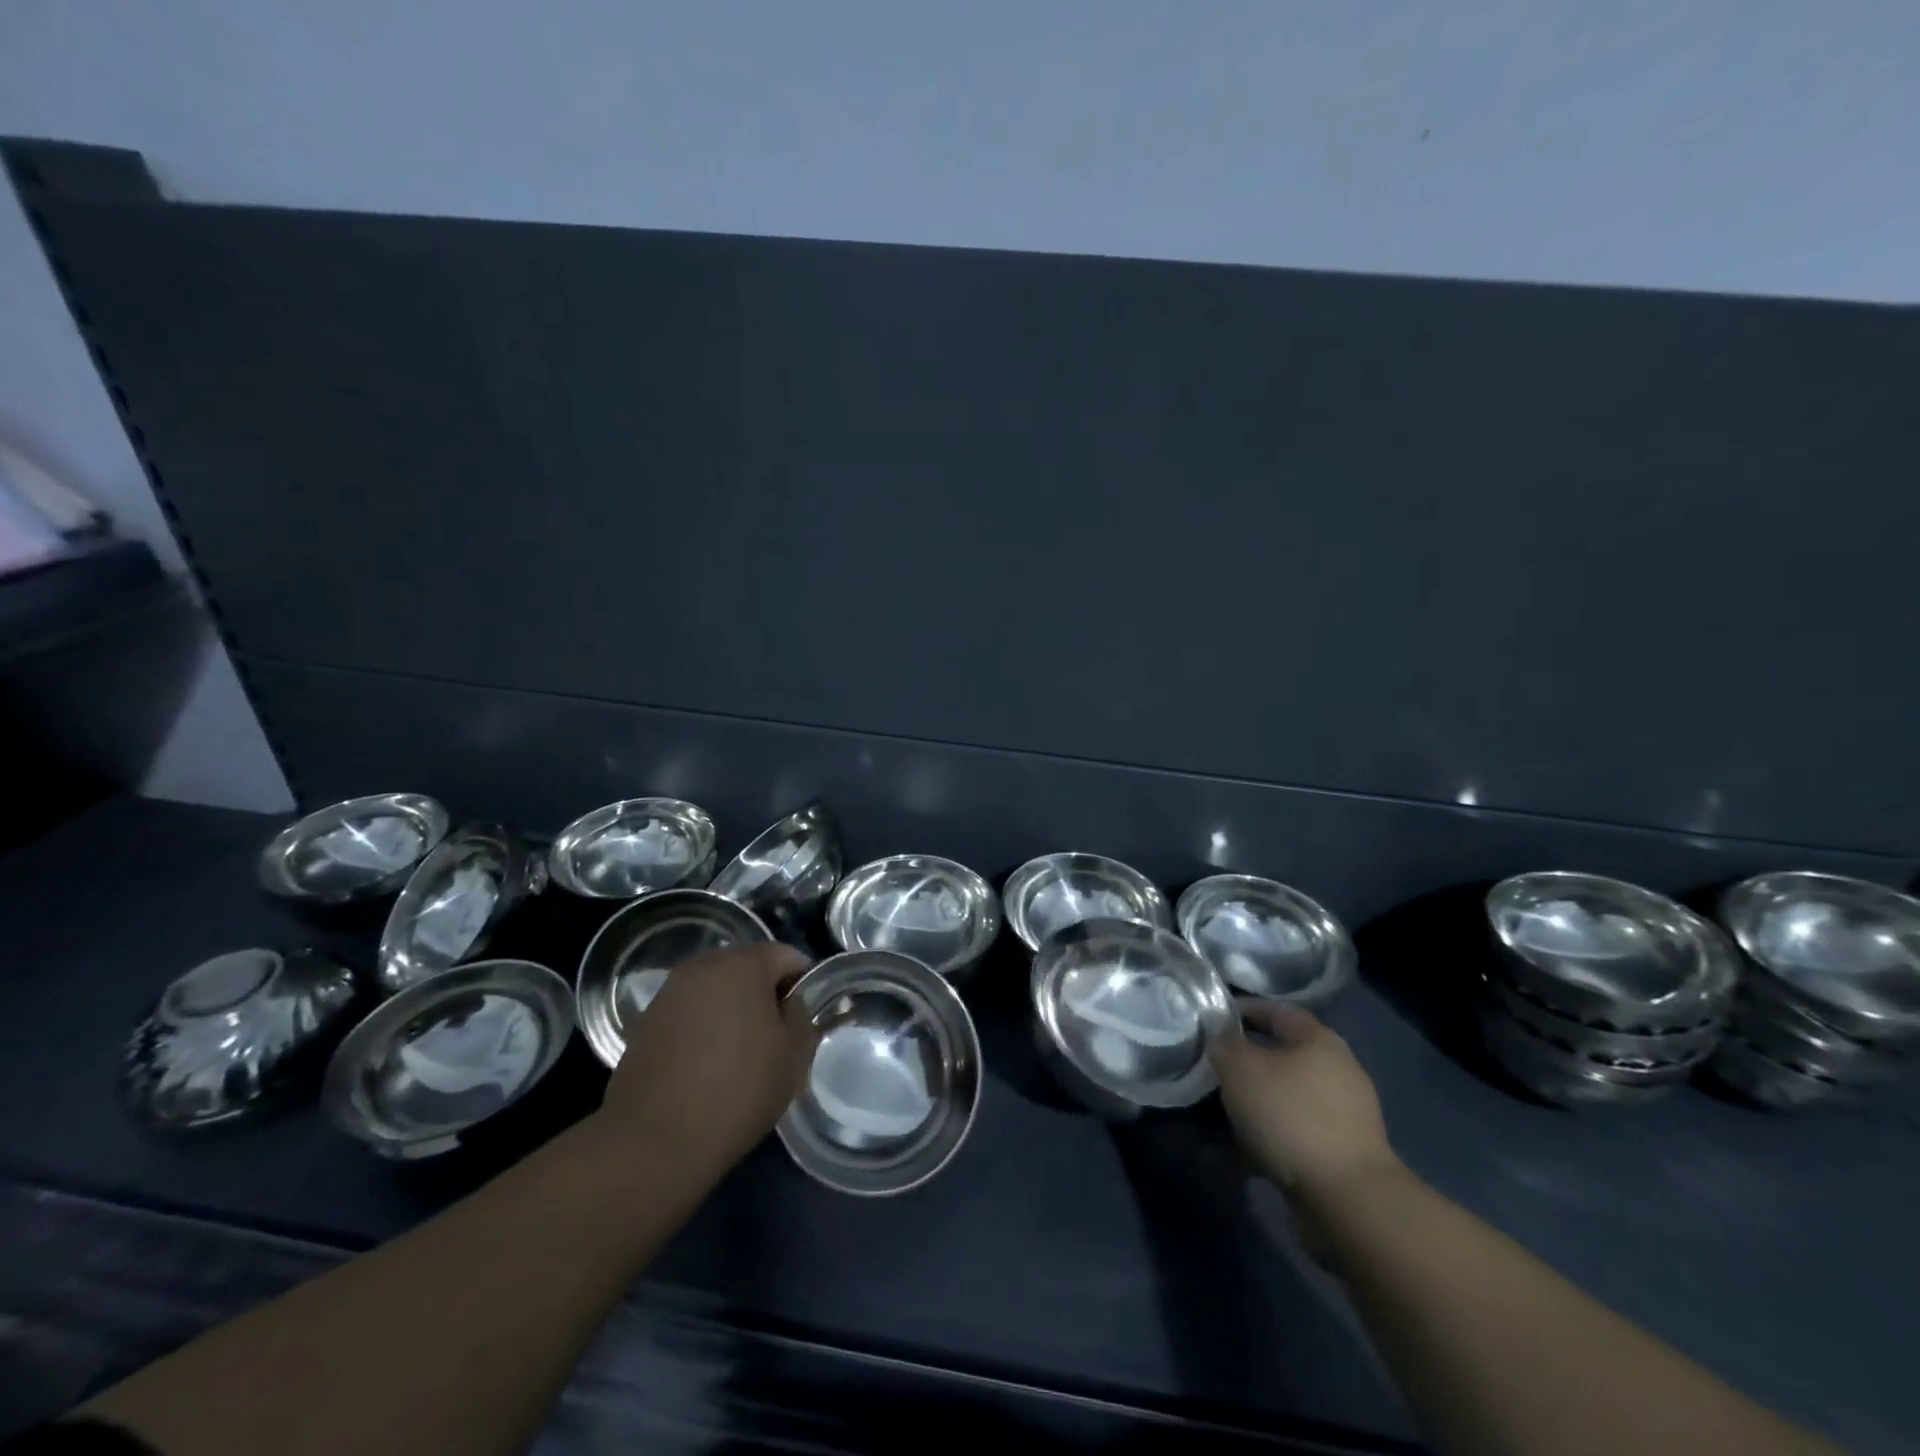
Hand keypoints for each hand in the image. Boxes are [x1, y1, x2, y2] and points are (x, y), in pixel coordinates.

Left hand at [601, 943, 816, 1181]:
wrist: (654, 1141)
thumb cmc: (738, 1090)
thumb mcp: (794, 1055)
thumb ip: (801, 1016)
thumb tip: (789, 1004)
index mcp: (743, 964)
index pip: (786, 956)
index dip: (802, 984)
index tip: (803, 1019)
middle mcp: (702, 966)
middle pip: (747, 967)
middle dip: (764, 993)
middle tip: (774, 1036)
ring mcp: (669, 993)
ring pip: (715, 989)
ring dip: (731, 1009)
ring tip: (738, 1052)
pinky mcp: (645, 1022)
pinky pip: (688, 1012)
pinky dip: (702, 1027)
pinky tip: (705, 1065)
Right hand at [1209, 1003, 1399, 1204]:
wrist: (1348, 1199)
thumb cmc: (1291, 1115)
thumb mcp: (1241, 1068)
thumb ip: (1224, 1044)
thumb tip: (1220, 1039)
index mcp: (1319, 1039)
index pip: (1276, 1010)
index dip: (1242, 1010)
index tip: (1211, 1021)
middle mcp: (1337, 1069)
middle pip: (1282, 1054)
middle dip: (1245, 1062)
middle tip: (1212, 1069)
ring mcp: (1344, 1114)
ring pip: (1285, 1095)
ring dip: (1254, 1102)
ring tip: (1219, 1115)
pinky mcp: (1341, 1152)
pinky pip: (1293, 1132)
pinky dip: (1267, 1136)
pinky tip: (1239, 1151)